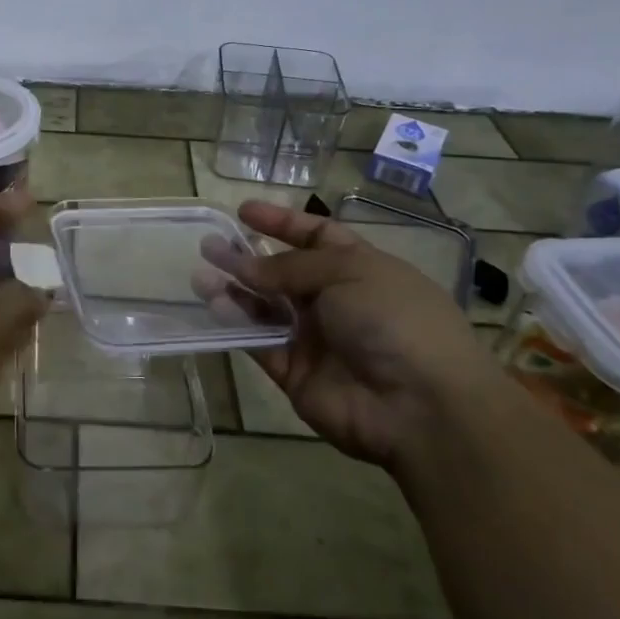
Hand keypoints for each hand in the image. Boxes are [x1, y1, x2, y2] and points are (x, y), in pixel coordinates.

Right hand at [223, 200, 504, 468]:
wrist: (420, 407)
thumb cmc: (392, 320)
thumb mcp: (347, 272)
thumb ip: (288, 267)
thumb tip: (243, 266)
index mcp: (361, 269)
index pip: (316, 237)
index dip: (282, 222)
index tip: (244, 211)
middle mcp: (336, 302)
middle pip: (284, 273)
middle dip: (247, 257)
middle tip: (209, 244)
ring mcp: (315, 339)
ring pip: (265, 308)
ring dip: (233, 290)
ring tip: (199, 274)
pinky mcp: (295, 373)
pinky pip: (259, 343)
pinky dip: (235, 325)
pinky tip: (213, 305)